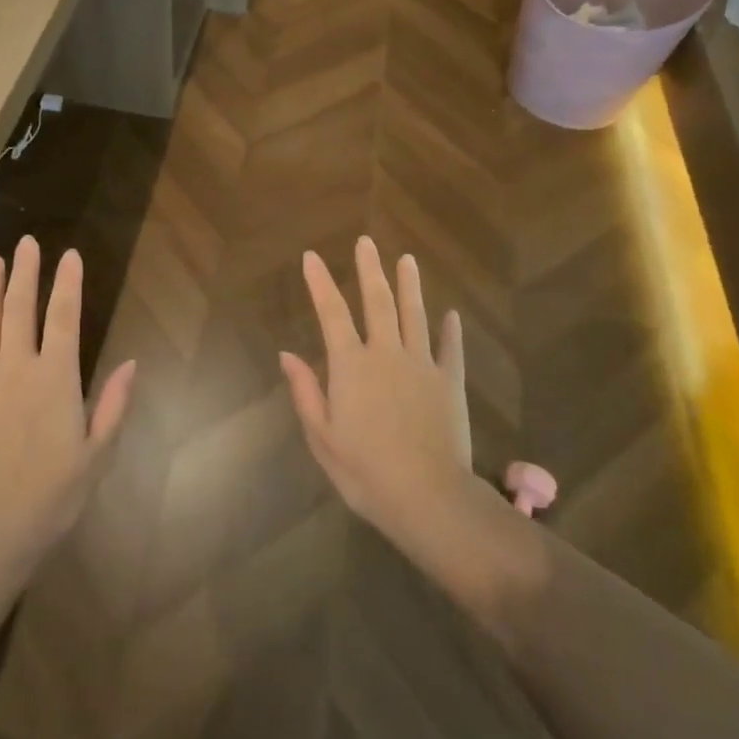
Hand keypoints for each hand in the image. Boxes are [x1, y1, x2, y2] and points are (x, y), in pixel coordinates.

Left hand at [0, 237, 135, 574]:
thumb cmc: (51, 498)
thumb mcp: (96, 456)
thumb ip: (113, 405)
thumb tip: (132, 362)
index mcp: (54, 380)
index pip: (63, 318)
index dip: (67, 283)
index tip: (70, 254)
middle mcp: (15, 370)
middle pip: (20, 310)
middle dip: (26, 273)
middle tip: (27, 242)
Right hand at [280, 237, 476, 550]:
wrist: (428, 497)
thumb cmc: (365, 471)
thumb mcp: (322, 437)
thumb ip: (306, 391)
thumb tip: (288, 354)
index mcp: (350, 366)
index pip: (331, 312)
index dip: (320, 282)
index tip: (312, 256)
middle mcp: (386, 353)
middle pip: (377, 302)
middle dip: (369, 269)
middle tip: (366, 242)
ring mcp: (421, 364)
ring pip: (414, 314)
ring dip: (409, 285)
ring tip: (407, 260)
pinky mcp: (449, 381)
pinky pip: (450, 348)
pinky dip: (450, 329)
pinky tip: (451, 314)